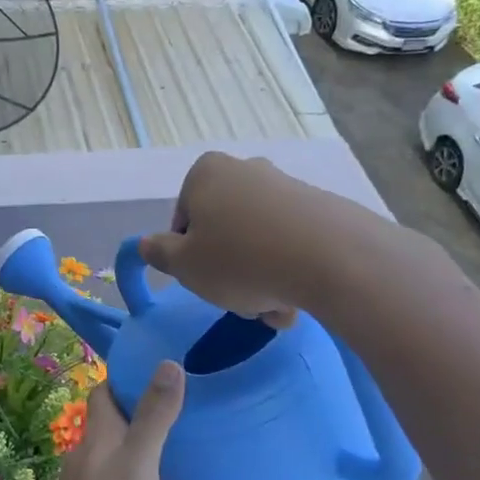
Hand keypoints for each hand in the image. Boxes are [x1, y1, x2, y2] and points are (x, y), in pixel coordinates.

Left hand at [24, 364, 183, 479]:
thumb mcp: (138, 464)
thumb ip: (153, 417)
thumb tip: (168, 362)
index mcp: (99, 434)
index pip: (105, 390)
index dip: (126, 376)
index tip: (159, 368)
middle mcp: (88, 452)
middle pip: (109, 418)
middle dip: (136, 406)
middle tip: (177, 404)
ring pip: (112, 448)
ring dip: (136, 439)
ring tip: (174, 440)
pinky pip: (114, 475)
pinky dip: (133, 469)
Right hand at [137, 153, 314, 326]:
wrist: (331, 258)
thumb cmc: (240, 259)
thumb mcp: (184, 265)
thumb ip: (159, 253)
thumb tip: (147, 243)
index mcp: (206, 173)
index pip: (183, 221)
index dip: (188, 257)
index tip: (205, 280)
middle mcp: (246, 169)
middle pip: (224, 230)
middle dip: (229, 270)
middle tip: (241, 302)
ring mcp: (286, 186)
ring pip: (259, 242)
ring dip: (260, 279)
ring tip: (275, 310)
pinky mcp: (320, 208)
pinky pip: (291, 244)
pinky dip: (289, 270)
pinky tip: (298, 299)